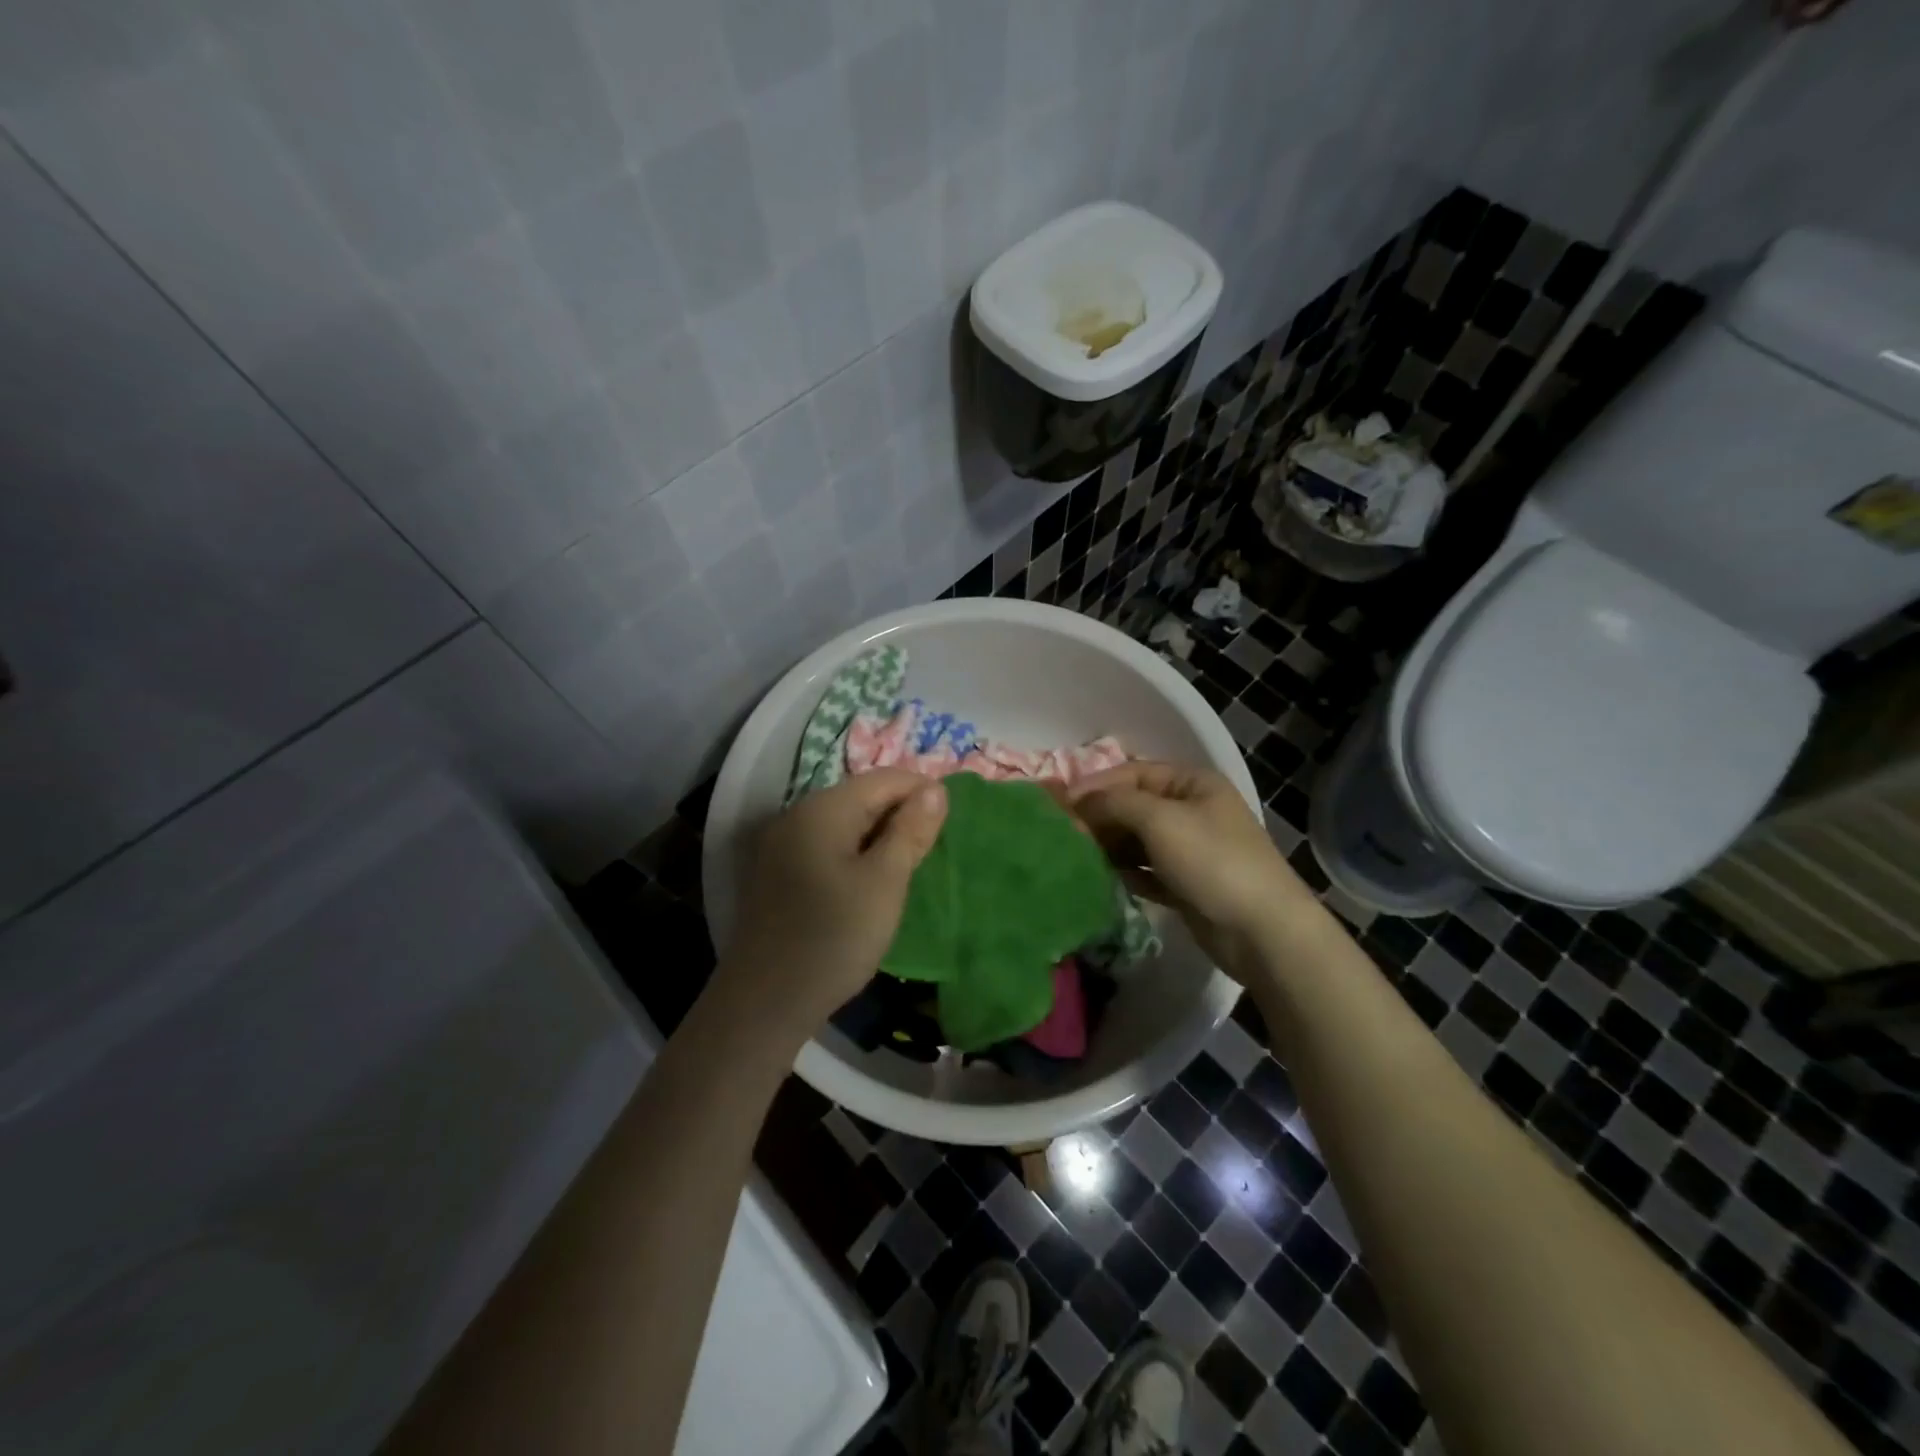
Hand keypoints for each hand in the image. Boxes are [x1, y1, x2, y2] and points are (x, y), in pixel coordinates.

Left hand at [715, 769, 946, 1038]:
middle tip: (932, 852)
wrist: (765, 1002)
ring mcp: (782, 845)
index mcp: (823, 808)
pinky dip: (855, 855)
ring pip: (845, 824)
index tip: (951, 824)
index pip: (884, 779)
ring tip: (908, 869)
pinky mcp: (777, 873)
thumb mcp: (885, 882)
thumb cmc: (834, 937)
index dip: (923, 792)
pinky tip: (870, 885)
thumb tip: (935, 788)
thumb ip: (910, 830)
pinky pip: (826, 847)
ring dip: (880, 838)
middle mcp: (797, 815)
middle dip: (901, 815)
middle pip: (862, 797)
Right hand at [1071, 761, 1325, 980]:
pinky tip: (1105, 879)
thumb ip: (1116, 803)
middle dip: (1100, 817)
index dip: (1096, 785)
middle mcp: (1192, 810)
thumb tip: (1080, 802)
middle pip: (1134, 805)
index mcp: (1192, 783)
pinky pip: (1146, 870)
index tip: (1060, 805)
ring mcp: (1191, 848)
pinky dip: (1126, 872)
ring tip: (1078, 856)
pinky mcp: (1186, 884)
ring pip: (1137, 839)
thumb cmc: (1212, 862)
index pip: (1133, 772)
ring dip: (1110, 845)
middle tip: (1064, 835)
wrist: (1262, 931)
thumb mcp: (1160, 820)